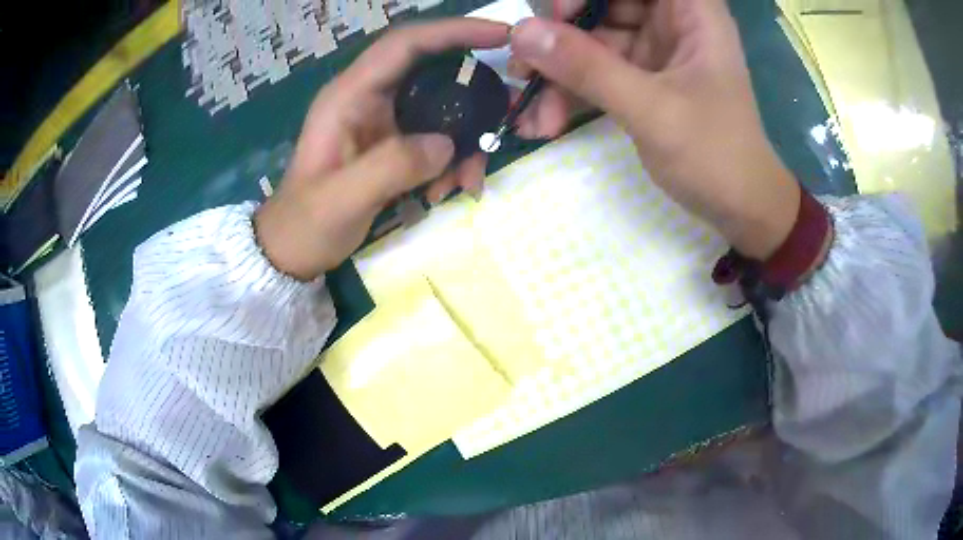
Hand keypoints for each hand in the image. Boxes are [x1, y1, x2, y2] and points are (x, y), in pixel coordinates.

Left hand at [255, 19, 510, 280]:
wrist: (294, 250)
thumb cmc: (306, 224)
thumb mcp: (343, 199)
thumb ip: (392, 166)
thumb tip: (447, 145)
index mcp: (349, 96)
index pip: (406, 44)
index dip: (454, 31)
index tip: (502, 35)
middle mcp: (369, 97)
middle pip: (434, 71)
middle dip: (473, 94)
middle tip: (507, 115)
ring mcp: (383, 120)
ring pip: (442, 108)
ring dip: (466, 140)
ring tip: (467, 182)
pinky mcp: (394, 143)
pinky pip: (437, 138)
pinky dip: (453, 161)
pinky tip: (448, 191)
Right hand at [509, 0, 800, 258]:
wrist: (739, 208)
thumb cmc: (716, 156)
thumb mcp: (653, 111)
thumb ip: (588, 69)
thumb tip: (521, 34)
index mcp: (691, 12)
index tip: (559, 16)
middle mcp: (671, 21)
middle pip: (604, 3)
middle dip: (561, 33)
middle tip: (526, 68)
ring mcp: (654, 49)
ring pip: (592, 39)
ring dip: (557, 73)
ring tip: (532, 113)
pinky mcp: (642, 77)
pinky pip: (595, 70)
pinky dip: (570, 92)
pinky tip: (545, 121)